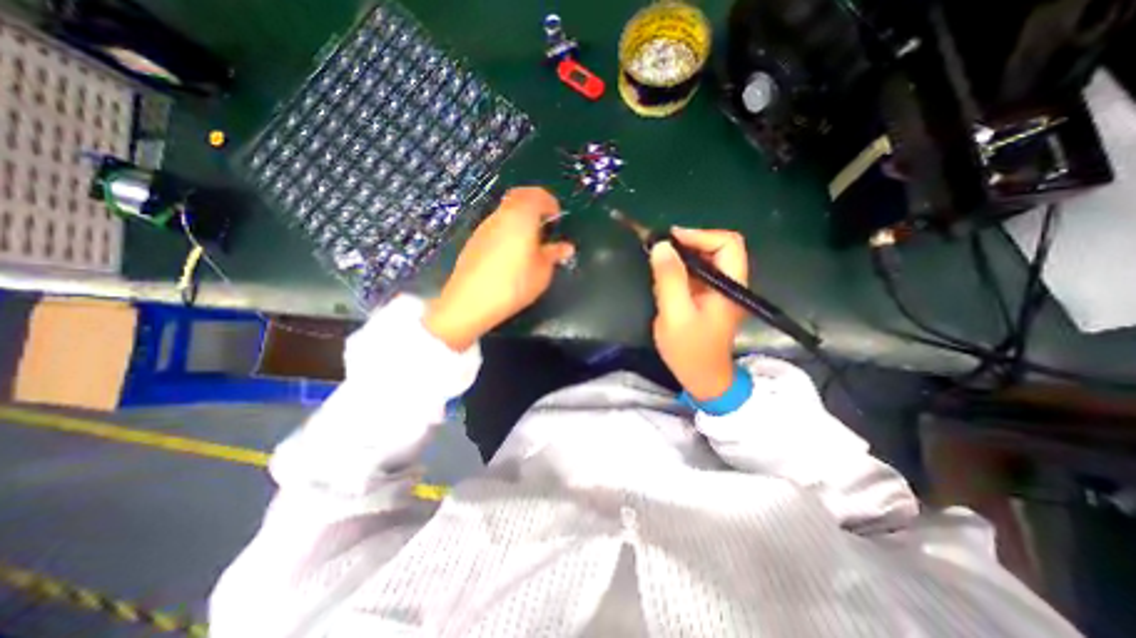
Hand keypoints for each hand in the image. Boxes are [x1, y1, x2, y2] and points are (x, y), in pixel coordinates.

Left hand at [422, 187, 572, 350]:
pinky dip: (507, 228)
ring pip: (505, 210)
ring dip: (520, 217)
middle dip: (534, 203)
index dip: (550, 202)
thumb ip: (553, 255)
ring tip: (530, 240)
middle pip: (518, 196)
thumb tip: (565, 247)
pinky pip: (496, 225)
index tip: (557, 216)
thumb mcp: (542, 272)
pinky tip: (511, 252)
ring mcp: (484, 227)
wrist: (470, 302)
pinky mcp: (474, 240)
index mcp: (521, 217)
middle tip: (545, 222)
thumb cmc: (513, 284)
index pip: (537, 195)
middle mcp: (501, 215)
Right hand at [652, 227, 751, 397]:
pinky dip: (680, 269)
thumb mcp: (675, 314)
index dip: (700, 235)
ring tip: (658, 260)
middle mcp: (730, 283)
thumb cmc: (690, 350)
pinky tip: (664, 277)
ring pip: (706, 259)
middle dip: (689, 243)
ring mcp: (720, 290)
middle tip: (661, 249)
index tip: (670, 240)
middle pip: (718, 247)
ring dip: (683, 255)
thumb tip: (661, 245)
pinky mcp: (708, 297)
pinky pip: (697, 273)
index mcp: (730, 285)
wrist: (702, 378)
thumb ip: (669, 279)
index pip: (727, 244)